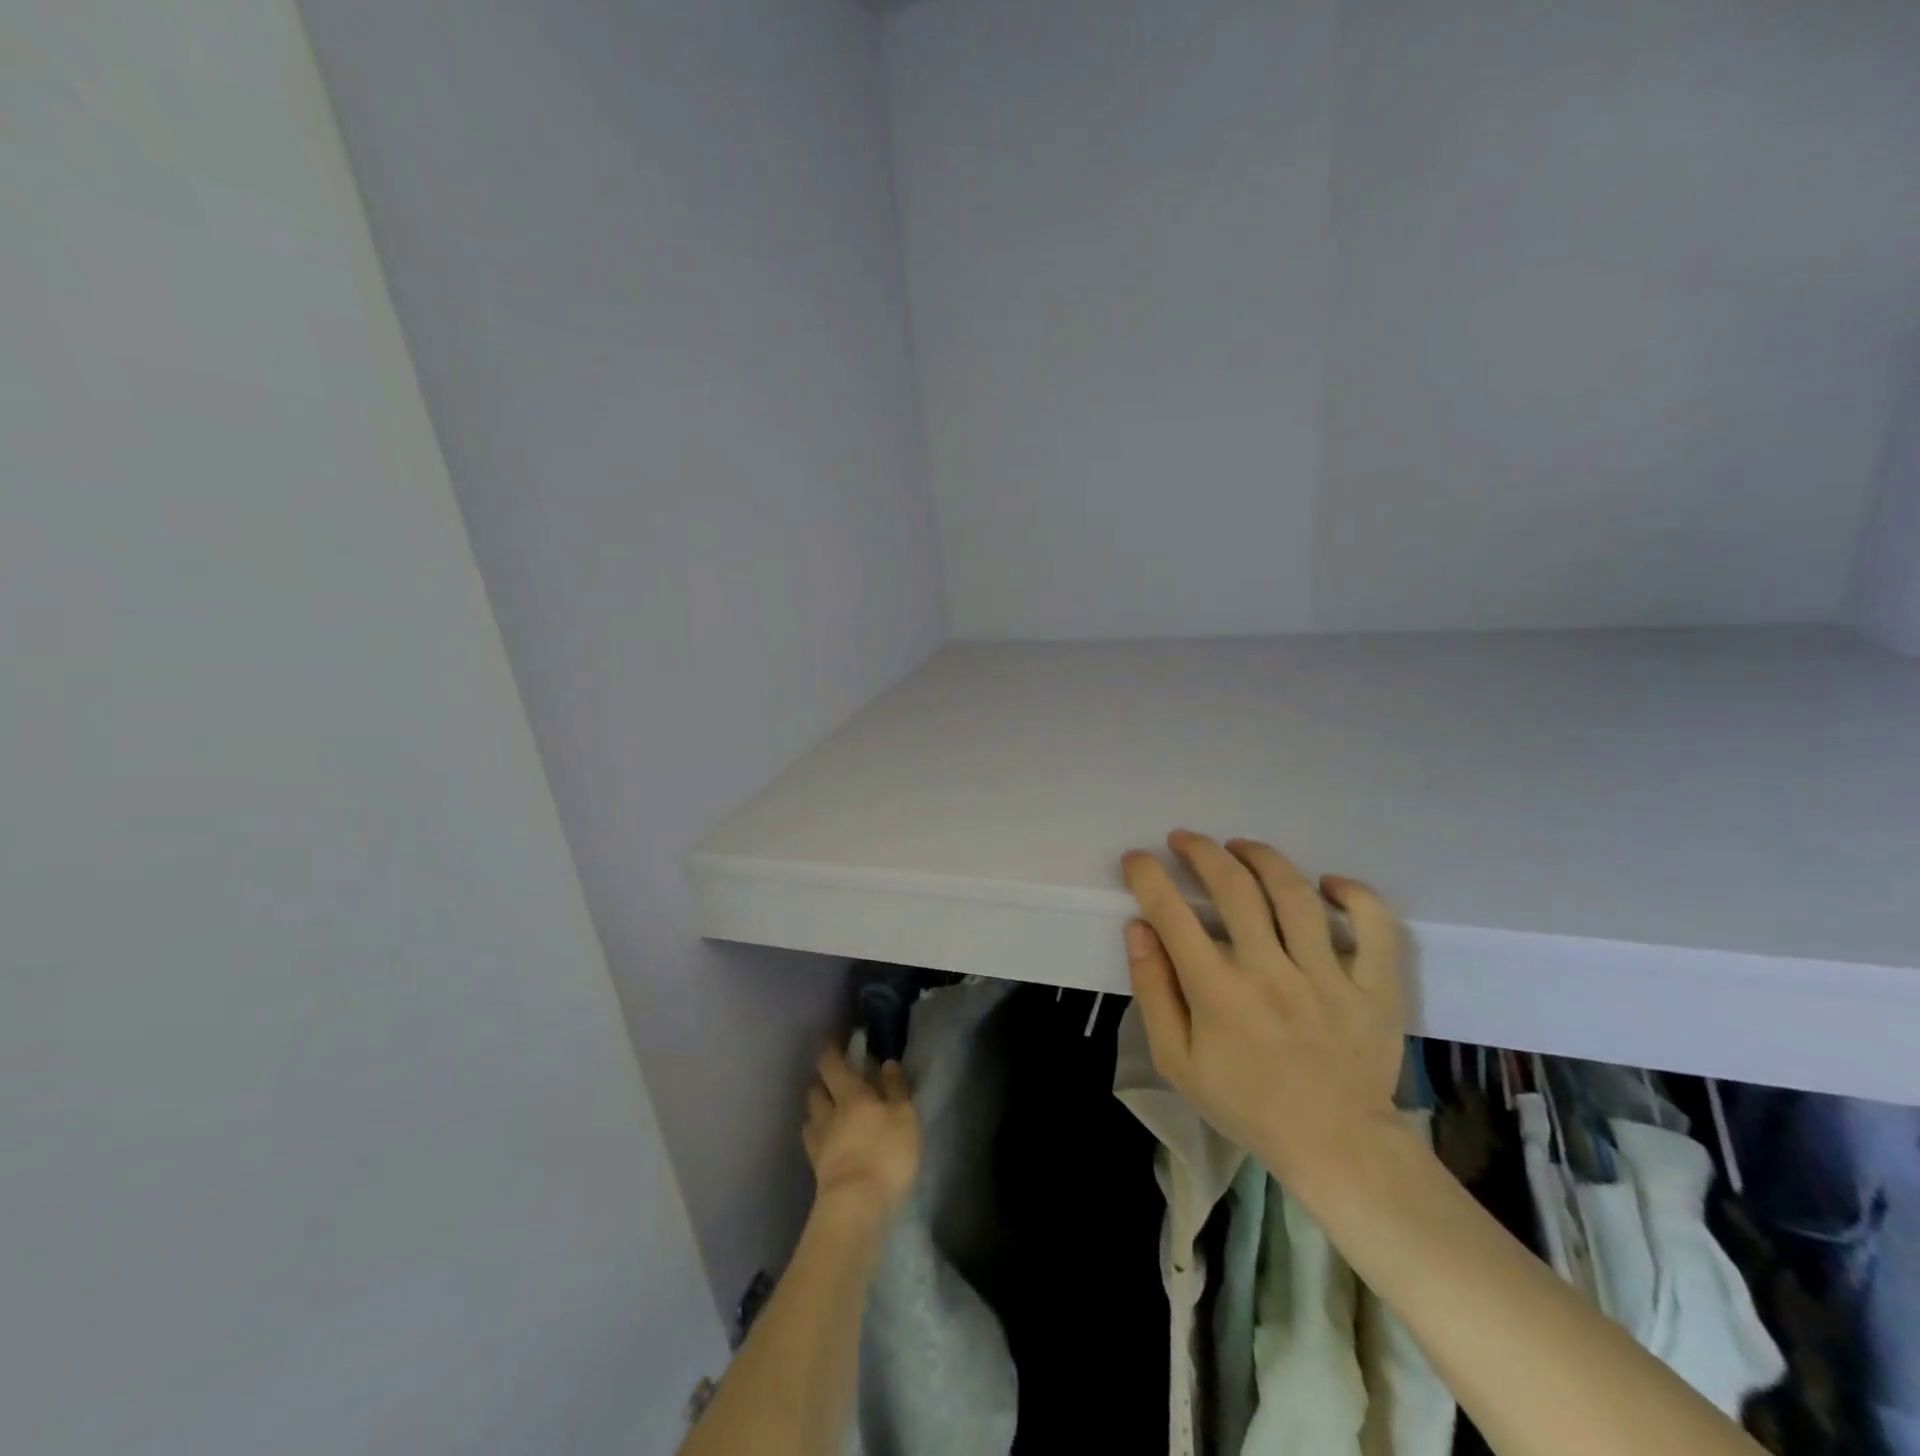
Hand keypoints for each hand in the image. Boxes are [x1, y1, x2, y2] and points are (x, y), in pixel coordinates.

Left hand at [803, 1047, 919, 1227]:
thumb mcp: (904, 1116)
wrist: (856, 1205)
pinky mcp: (816, 1169)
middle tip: (831, 1076)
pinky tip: (825, 1139)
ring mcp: (819, 1142)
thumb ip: (895, 1088)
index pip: (832, 1065)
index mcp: (851, 1094)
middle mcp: (829, 1113)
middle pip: (816, 1089)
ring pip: (811, 1115)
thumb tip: (886, 1063)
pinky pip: (812, 1142)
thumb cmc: (886, 1153)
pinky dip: (816, 1134)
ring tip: (826, 1108)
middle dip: (821, 1079)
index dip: (830, 1051)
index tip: (832, 1041)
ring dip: (817, 1107)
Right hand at [1121, 831, 1406, 1191]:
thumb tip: (1138, 928)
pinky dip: (1355, 895)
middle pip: (1234, 888)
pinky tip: (1328, 883)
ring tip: (1240, 847)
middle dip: (1202, 852)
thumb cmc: (1245, 1103)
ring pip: (1295, 894)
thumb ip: (1153, 990)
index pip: (1172, 914)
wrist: (1335, 1146)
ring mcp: (1327, 977)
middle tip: (1185, 840)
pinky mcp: (1374, 988)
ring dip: (1262, 858)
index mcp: (1218, 993)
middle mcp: (1270, 973)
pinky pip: (1374, 927)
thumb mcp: (1176, 1060)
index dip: (1148, 876)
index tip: (1137, 859)